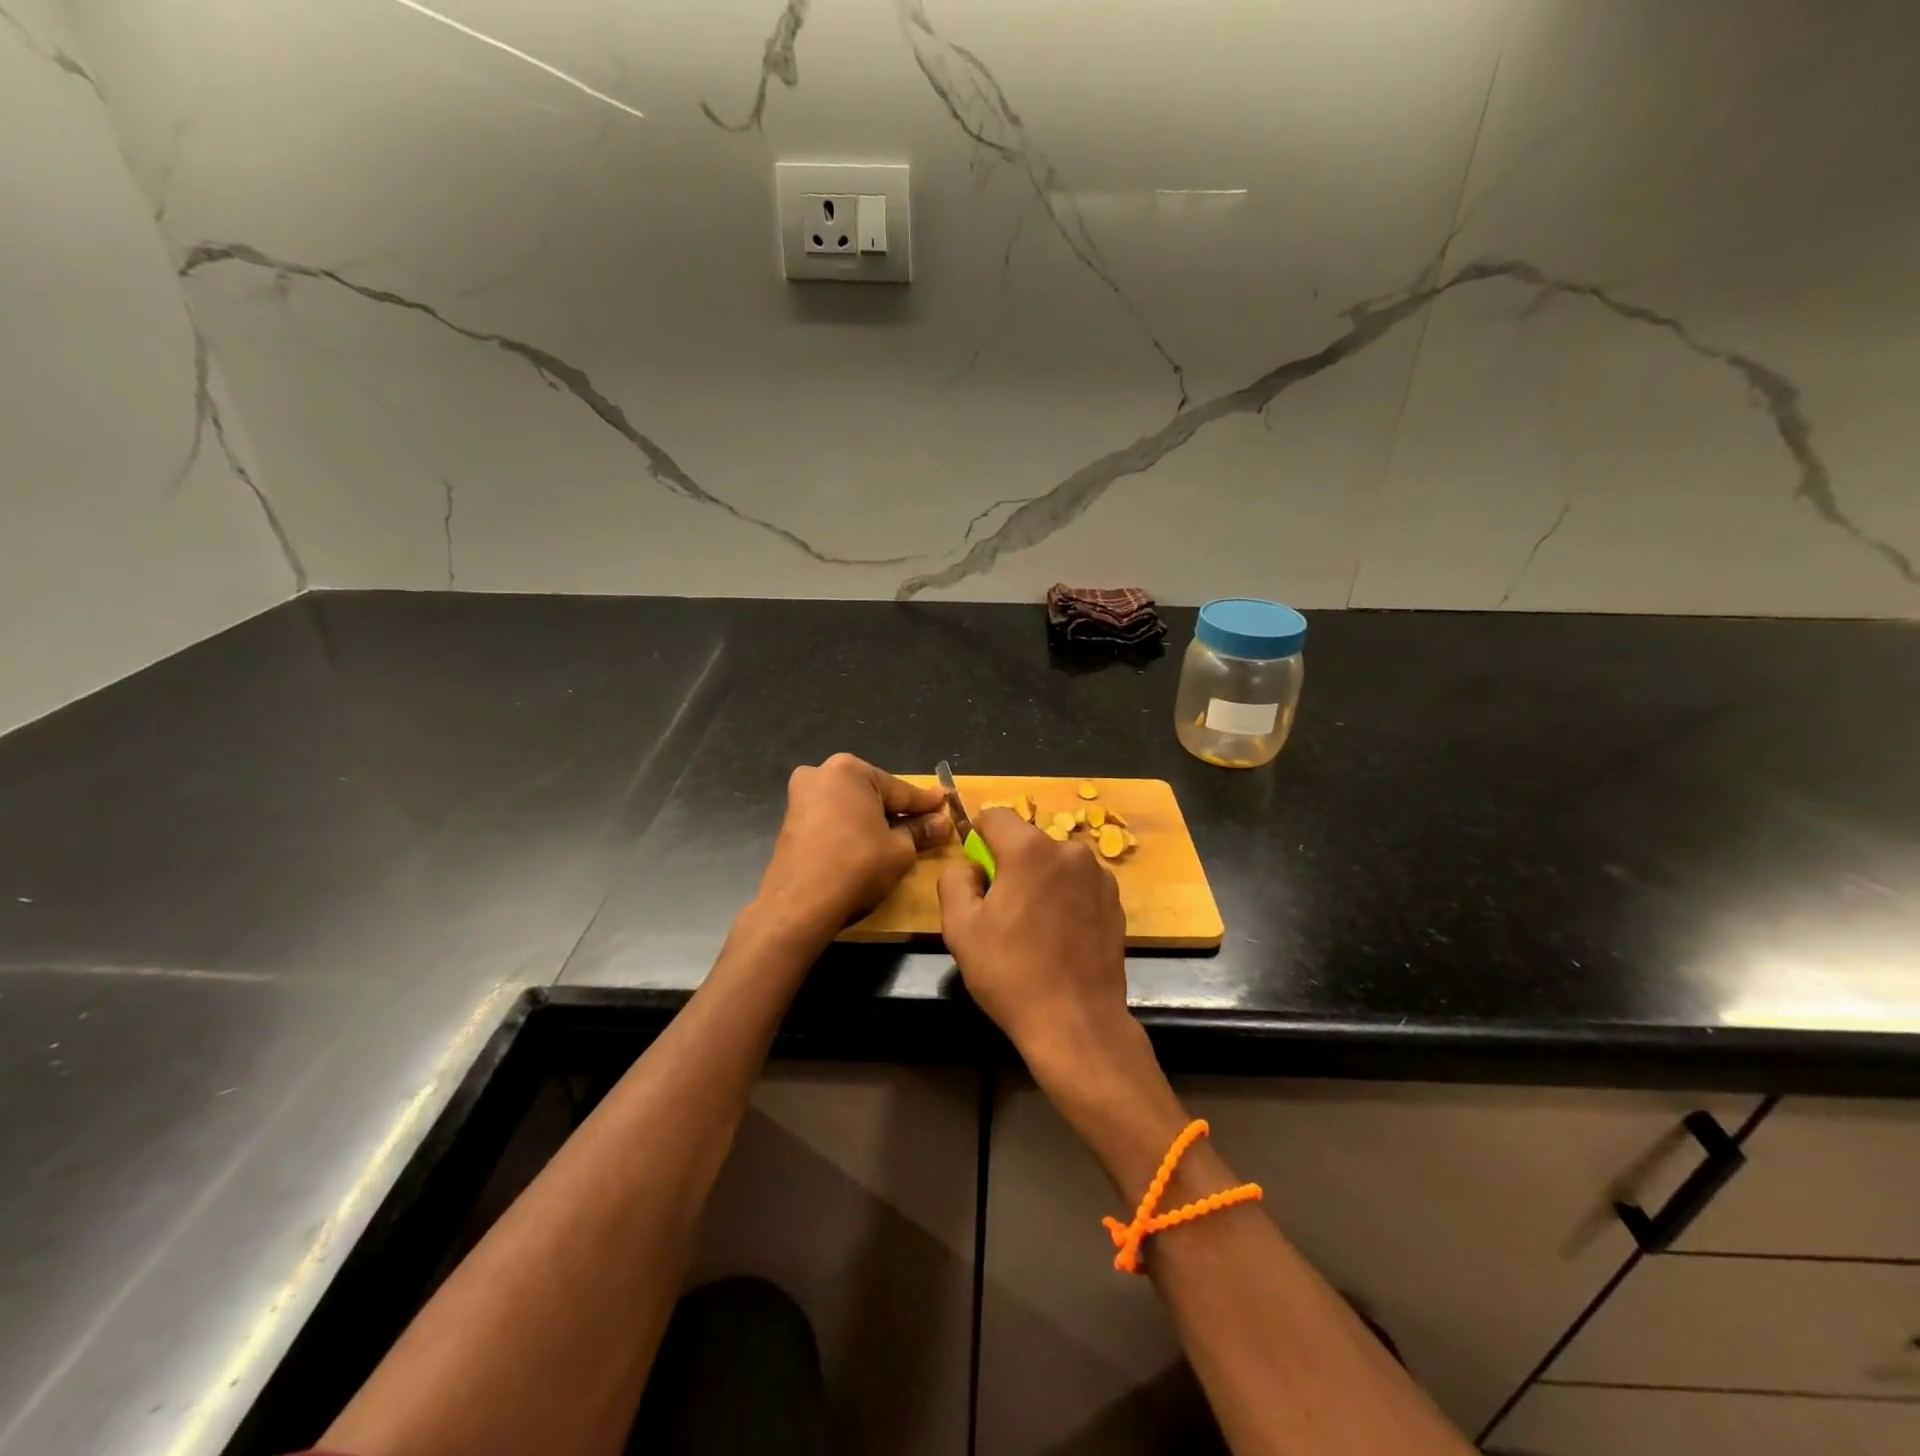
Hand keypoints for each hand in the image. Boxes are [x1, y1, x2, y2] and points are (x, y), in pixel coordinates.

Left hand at [754, 753, 948, 941]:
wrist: (800, 905)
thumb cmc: (857, 867)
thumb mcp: (899, 850)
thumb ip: (921, 831)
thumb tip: (942, 822)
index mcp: (850, 770)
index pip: (900, 790)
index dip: (925, 803)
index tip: (945, 804)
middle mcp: (821, 773)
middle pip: (872, 793)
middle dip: (896, 810)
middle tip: (923, 824)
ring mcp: (801, 796)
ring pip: (851, 806)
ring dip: (872, 819)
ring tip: (897, 838)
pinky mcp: (790, 821)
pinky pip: (832, 818)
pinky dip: (850, 828)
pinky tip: (866, 845)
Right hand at [937, 808, 1139, 1086]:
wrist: (1076, 1023)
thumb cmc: (1011, 973)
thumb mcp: (959, 928)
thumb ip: (954, 880)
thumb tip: (970, 866)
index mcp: (1030, 850)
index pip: (995, 816)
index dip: (977, 837)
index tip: (975, 872)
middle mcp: (1069, 850)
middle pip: (1027, 841)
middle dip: (1009, 864)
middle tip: (1000, 910)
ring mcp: (1099, 875)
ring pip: (1053, 863)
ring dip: (1039, 880)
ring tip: (1032, 928)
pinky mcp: (1116, 901)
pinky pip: (1078, 884)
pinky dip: (1064, 897)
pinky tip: (1059, 937)